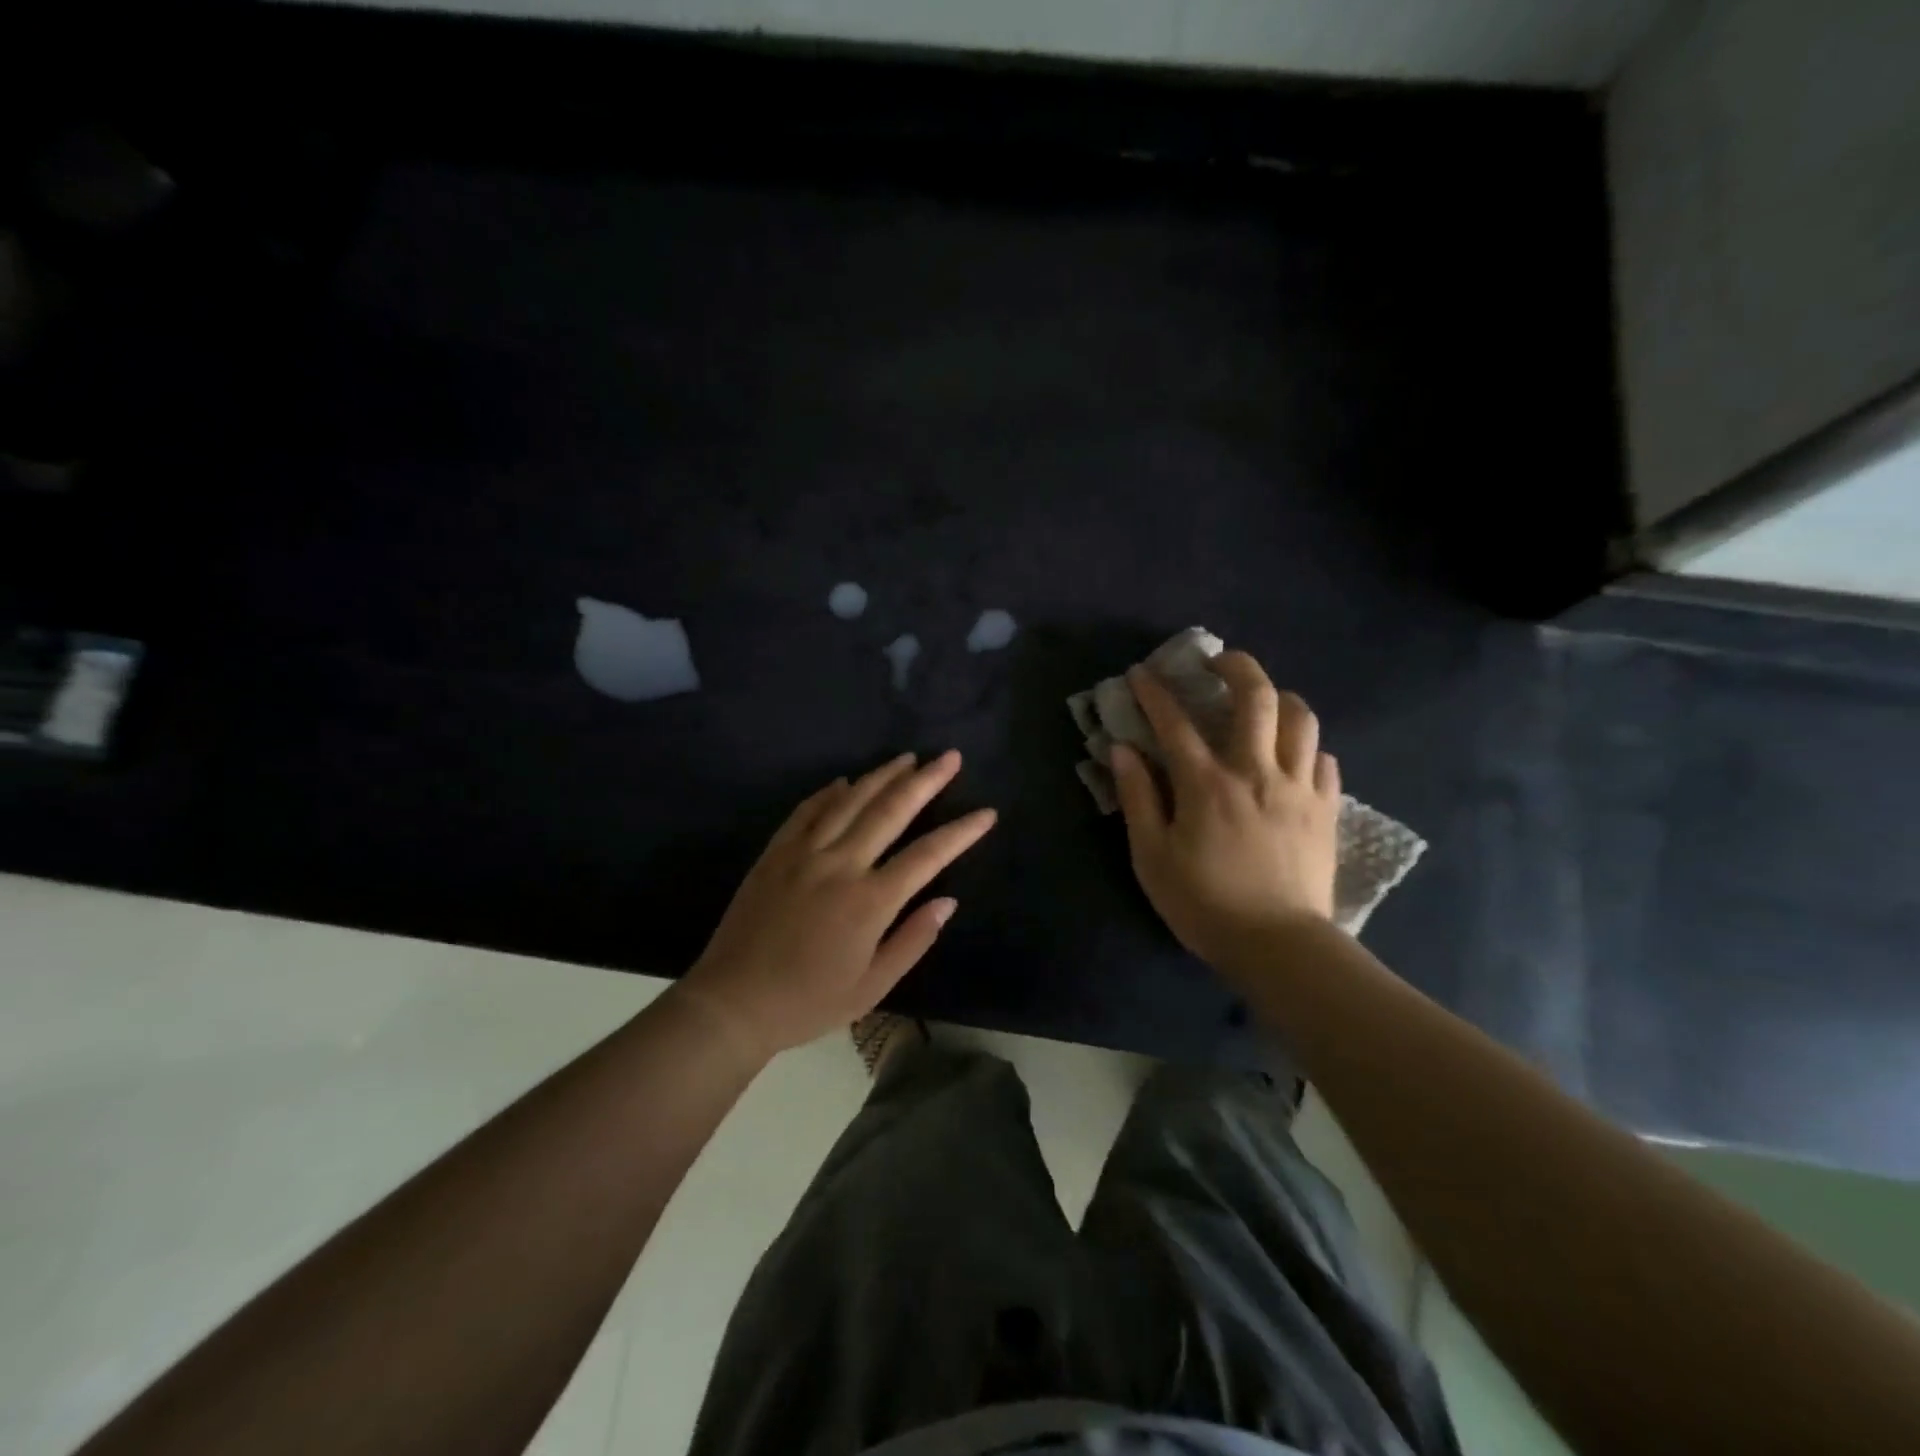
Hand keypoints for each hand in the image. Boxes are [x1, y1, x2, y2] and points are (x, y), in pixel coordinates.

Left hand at [678, 751, 996, 1061]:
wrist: (732, 1002)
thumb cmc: (808, 1001)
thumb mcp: (871, 987)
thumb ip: (913, 940)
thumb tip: (947, 902)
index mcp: (870, 901)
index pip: (928, 855)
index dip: (961, 832)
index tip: (987, 812)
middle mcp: (840, 865)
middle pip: (891, 810)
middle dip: (926, 780)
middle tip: (950, 756)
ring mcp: (804, 853)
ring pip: (850, 801)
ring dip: (882, 775)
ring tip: (908, 757)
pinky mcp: (775, 852)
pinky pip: (807, 811)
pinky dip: (829, 793)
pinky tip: (845, 781)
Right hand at [1111, 651, 1339, 976]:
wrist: (1279, 948)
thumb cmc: (1204, 904)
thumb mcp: (1152, 857)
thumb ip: (1137, 799)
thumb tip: (1123, 750)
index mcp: (1207, 785)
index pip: (1175, 723)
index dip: (1155, 692)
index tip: (1141, 673)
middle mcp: (1257, 772)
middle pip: (1256, 698)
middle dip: (1236, 666)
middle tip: (1219, 662)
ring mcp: (1298, 788)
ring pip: (1301, 719)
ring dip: (1279, 698)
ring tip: (1261, 702)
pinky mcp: (1325, 809)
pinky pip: (1323, 759)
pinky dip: (1306, 747)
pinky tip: (1292, 756)